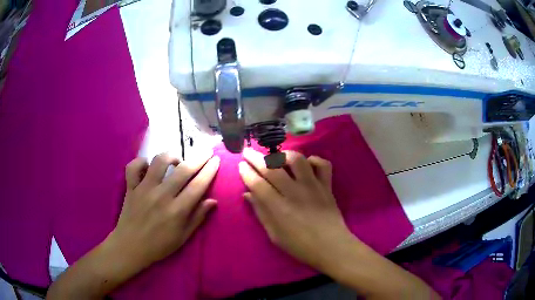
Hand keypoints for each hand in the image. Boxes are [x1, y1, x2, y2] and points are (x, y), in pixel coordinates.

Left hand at [108, 152, 219, 268]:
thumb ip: (198, 217)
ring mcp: (144, 189)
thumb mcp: (183, 237)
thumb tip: (213, 201)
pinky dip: (141, 162)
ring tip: (176, 161)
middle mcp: (161, 196)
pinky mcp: (130, 187)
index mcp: (177, 211)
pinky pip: (134, 167)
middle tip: (206, 151)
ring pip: (159, 161)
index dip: (209, 171)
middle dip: (198, 158)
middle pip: (183, 170)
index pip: (198, 186)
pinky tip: (148, 167)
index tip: (216, 160)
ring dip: (171, 156)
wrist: (130, 247)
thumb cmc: (159, 245)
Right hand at [238, 148, 353, 270]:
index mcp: (279, 208)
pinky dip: (314, 160)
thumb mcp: (275, 235)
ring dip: (283, 155)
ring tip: (276, 156)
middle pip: (272, 168)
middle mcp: (295, 193)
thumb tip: (248, 194)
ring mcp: (313, 186)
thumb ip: (261, 213)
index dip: (247, 173)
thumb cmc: (300, 246)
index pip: (258, 184)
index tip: (240, 165)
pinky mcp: (327, 185)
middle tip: (247, 152)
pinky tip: (306, 165)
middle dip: (256, 158)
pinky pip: (322, 164)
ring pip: (297, 160)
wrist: (332, 247)